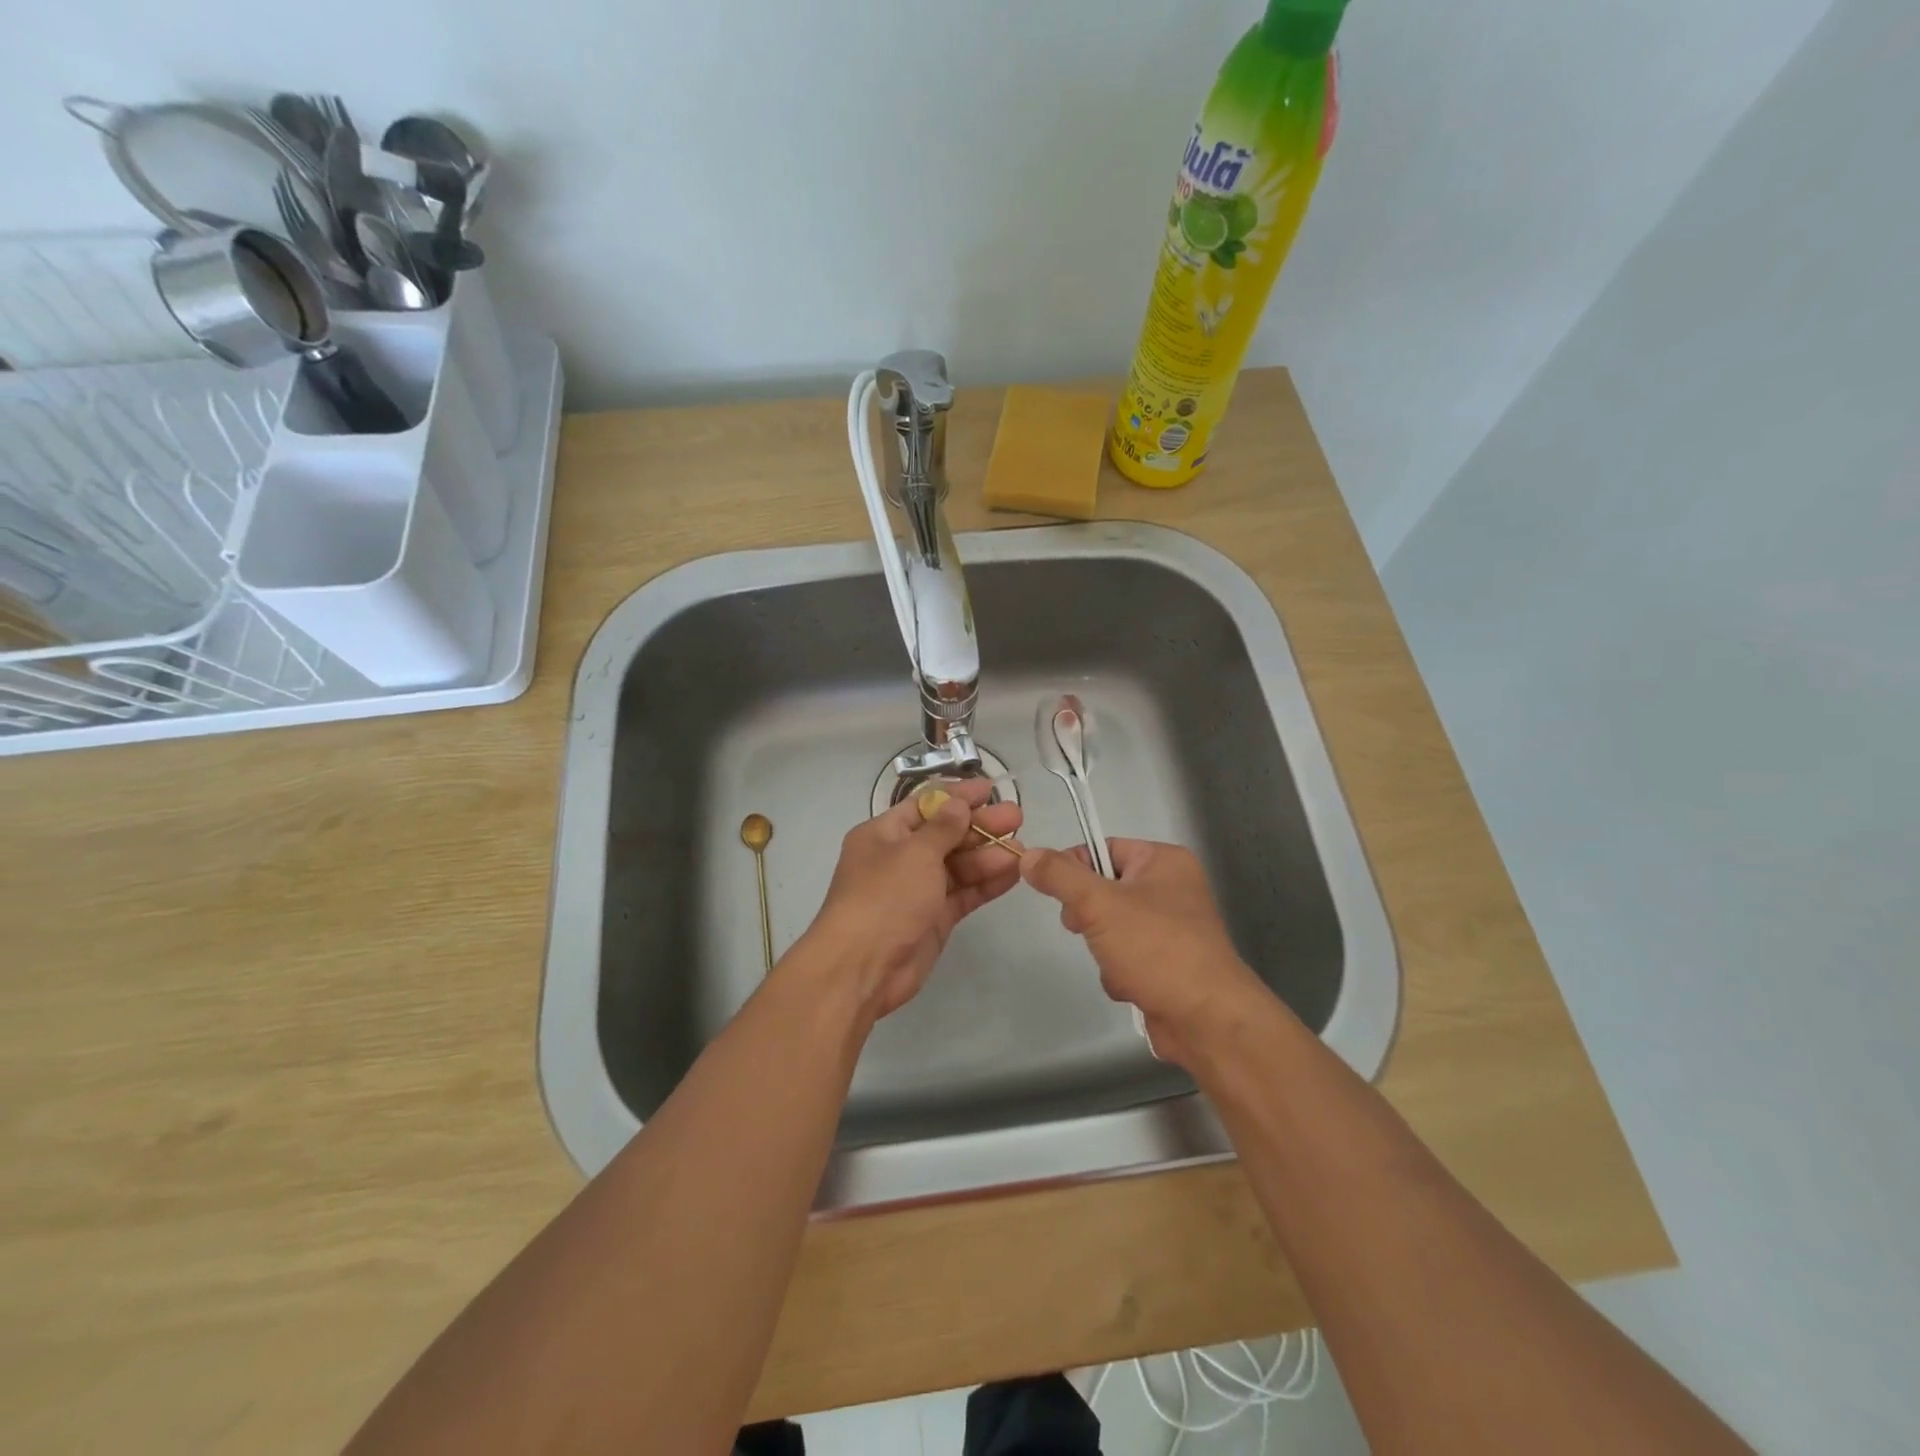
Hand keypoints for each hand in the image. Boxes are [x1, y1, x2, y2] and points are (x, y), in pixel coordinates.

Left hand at [795, 778, 1022, 1023]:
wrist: (862, 967)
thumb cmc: (884, 897)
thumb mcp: (914, 853)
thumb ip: (943, 828)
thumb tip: (958, 804)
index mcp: (883, 834)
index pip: (925, 806)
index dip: (957, 796)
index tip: (989, 789)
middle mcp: (899, 858)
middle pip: (945, 835)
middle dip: (980, 826)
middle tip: (1016, 817)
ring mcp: (917, 890)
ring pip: (958, 866)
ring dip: (988, 855)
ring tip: (1022, 848)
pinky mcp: (933, 919)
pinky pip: (963, 894)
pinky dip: (986, 884)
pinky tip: (1013, 873)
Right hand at [1021, 839, 1271, 1065]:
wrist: (1206, 1019)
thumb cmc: (1156, 948)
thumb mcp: (1098, 903)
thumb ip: (1059, 876)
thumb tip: (1028, 855)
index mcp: (1164, 861)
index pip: (1103, 848)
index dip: (1074, 868)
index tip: (1056, 891)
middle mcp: (1172, 888)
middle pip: (1104, 889)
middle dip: (1089, 916)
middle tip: (1085, 928)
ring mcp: (1172, 928)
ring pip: (1110, 926)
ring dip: (1102, 948)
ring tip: (1116, 964)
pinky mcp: (1168, 964)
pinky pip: (1125, 956)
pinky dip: (1119, 972)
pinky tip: (1131, 986)